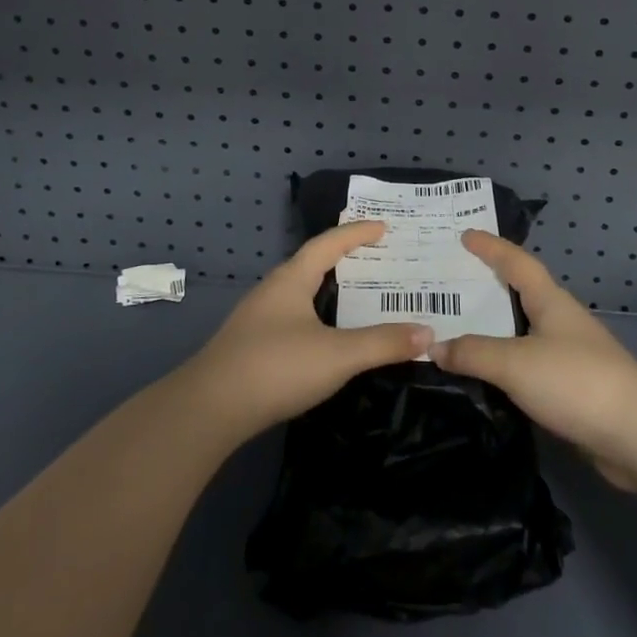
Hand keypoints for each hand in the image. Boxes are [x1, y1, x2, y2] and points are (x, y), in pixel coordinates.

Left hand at [182, 222, 432, 441]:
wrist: (209, 409)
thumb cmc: (276, 367)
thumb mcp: (338, 355)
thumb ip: (383, 343)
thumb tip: (428, 333)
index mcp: (292, 279)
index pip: (328, 243)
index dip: (357, 233)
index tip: (383, 227)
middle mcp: (273, 290)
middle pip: (313, 263)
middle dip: (345, 258)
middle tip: (378, 258)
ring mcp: (259, 318)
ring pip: (301, 292)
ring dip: (330, 288)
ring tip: (359, 294)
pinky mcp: (252, 344)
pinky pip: (293, 316)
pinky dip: (318, 314)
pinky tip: (327, 335)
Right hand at [432, 232, 636, 488]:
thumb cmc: (577, 381)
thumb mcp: (515, 362)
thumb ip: (473, 353)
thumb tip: (434, 347)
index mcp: (551, 302)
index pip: (516, 263)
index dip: (491, 247)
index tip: (465, 235)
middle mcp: (560, 322)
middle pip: (519, 295)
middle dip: (487, 287)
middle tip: (449, 285)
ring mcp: (569, 357)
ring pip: (522, 334)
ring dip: (493, 331)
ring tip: (456, 332)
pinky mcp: (572, 391)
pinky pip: (527, 368)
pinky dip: (503, 367)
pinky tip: (483, 379)